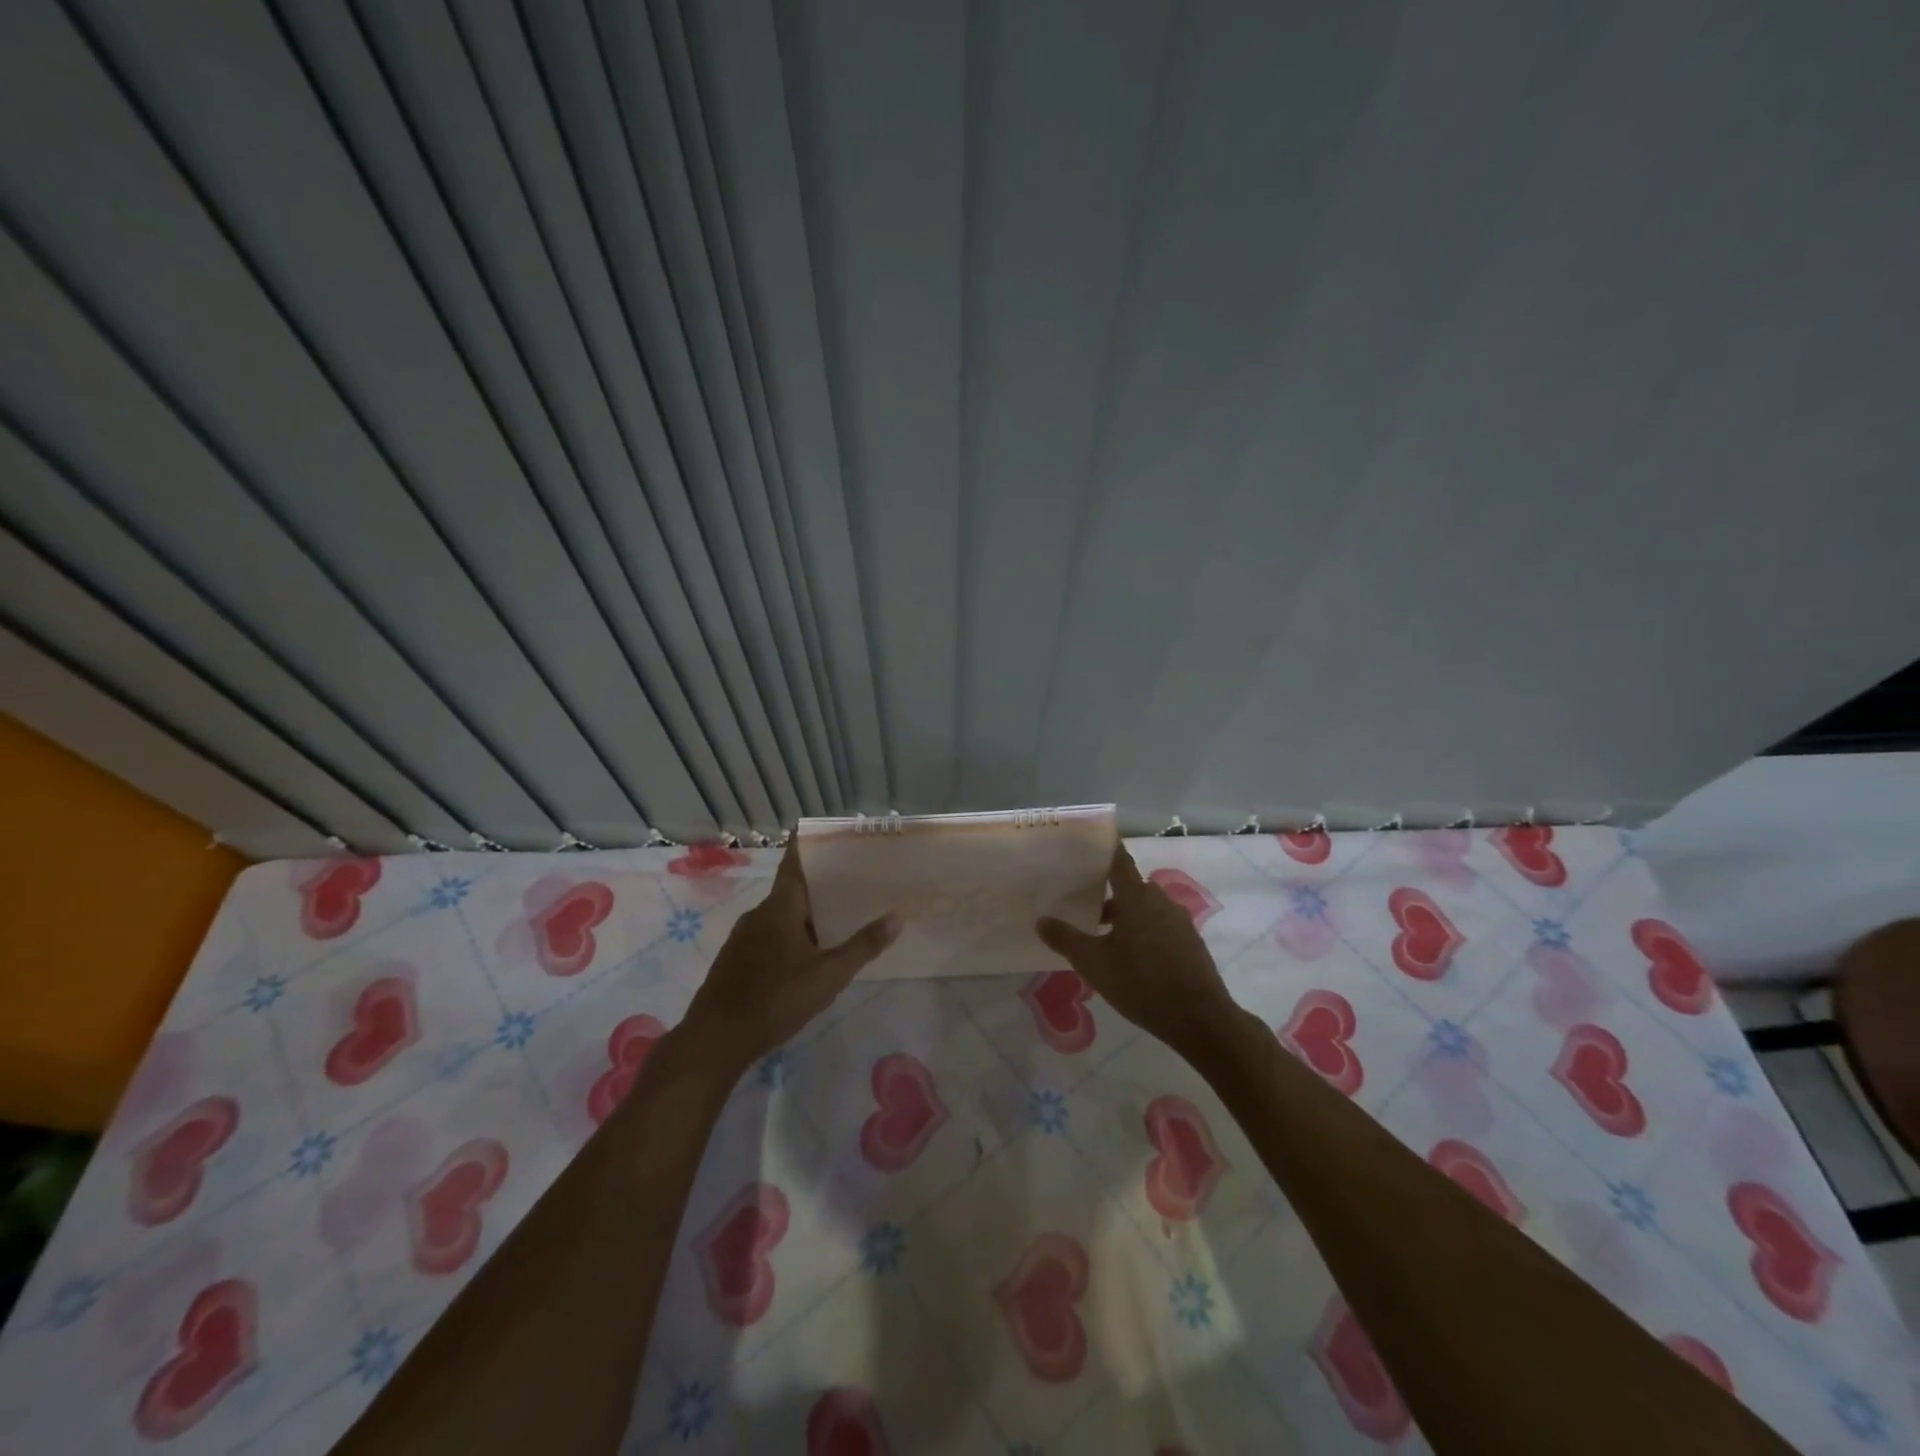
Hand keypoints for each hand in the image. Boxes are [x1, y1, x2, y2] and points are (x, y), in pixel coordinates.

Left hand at [681, 841, 899, 1070]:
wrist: (715, 1040)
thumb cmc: (775, 999)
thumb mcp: (828, 975)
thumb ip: (862, 946)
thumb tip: (896, 916)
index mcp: (780, 907)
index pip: (794, 862)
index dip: (809, 845)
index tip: (829, 833)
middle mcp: (759, 914)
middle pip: (791, 889)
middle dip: (819, 884)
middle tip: (852, 879)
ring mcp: (743, 938)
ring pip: (780, 915)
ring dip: (805, 913)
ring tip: (836, 917)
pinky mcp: (736, 961)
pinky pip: (768, 935)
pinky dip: (790, 934)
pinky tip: (806, 954)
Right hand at [1037, 845, 1241, 1053]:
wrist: (1199, 1019)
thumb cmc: (1141, 983)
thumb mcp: (1094, 963)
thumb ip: (1066, 939)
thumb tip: (1041, 920)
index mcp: (1137, 896)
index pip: (1118, 860)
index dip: (1103, 851)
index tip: (1085, 849)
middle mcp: (1160, 900)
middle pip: (1130, 887)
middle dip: (1107, 893)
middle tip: (1081, 905)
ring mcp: (1179, 921)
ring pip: (1145, 908)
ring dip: (1125, 916)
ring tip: (1101, 937)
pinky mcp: (1190, 942)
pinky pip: (1160, 926)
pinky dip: (1143, 931)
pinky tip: (1130, 957)